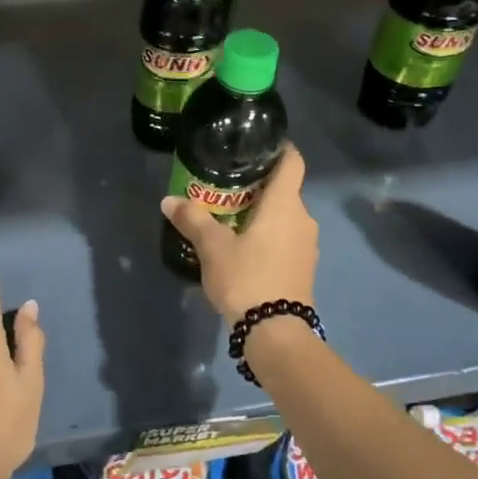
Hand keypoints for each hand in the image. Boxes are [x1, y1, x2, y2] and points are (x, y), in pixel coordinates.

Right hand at [161, 142, 317, 323]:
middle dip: (260, 186)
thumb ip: (193, 219)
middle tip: (229, 187)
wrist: (276, 332)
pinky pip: (287, 240)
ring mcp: (308, 245)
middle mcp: (303, 218)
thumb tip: (169, 200)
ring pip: (286, 217)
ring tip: (232, 218)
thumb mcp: (212, 247)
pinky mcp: (304, 268)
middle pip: (285, 190)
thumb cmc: (246, 278)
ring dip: (264, 214)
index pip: (292, 161)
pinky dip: (269, 236)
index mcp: (285, 204)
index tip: (259, 146)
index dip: (280, 149)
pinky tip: (246, 248)